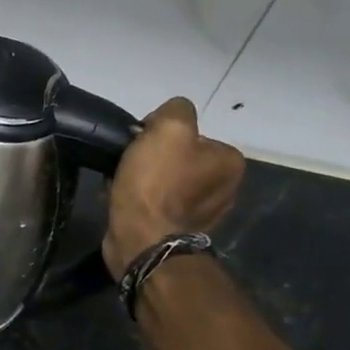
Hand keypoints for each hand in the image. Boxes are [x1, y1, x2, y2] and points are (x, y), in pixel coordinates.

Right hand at [103, 97, 245, 272]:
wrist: (141, 239)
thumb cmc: (156, 183)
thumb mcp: (168, 128)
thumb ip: (175, 109)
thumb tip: (165, 120)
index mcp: (229, 161)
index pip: (193, 135)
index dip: (161, 135)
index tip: (140, 144)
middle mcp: (225, 188)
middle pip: (179, 160)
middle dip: (152, 161)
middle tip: (128, 165)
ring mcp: (202, 215)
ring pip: (165, 184)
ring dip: (142, 182)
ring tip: (120, 186)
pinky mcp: (176, 233)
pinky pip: (155, 207)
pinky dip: (139, 203)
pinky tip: (122, 203)